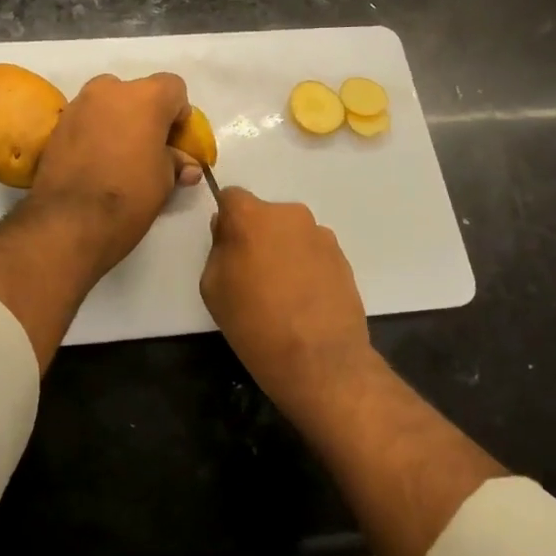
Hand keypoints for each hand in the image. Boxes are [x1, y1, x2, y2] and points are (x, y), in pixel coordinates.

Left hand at [26, 72, 199, 282]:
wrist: (70, 220)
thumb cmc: (129, 196)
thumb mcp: (165, 180)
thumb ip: (176, 161)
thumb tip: (186, 164)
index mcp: (146, 97)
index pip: (173, 88)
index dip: (178, 114)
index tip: (175, 142)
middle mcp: (111, 89)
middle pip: (138, 93)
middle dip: (146, 116)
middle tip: (148, 149)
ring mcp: (79, 104)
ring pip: (108, 104)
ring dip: (118, 121)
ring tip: (119, 157)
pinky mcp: (58, 123)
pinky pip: (86, 119)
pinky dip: (95, 132)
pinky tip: (96, 162)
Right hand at [199, 187, 373, 410]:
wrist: (319, 358)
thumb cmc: (253, 321)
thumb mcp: (212, 287)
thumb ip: (218, 249)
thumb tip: (230, 235)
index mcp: (251, 216)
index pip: (231, 197)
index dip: (226, 220)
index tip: (226, 248)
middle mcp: (289, 215)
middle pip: (264, 215)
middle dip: (256, 235)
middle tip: (252, 274)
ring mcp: (320, 234)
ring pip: (290, 233)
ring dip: (283, 250)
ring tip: (282, 292)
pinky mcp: (342, 257)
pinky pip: (312, 251)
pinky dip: (305, 266)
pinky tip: (303, 299)